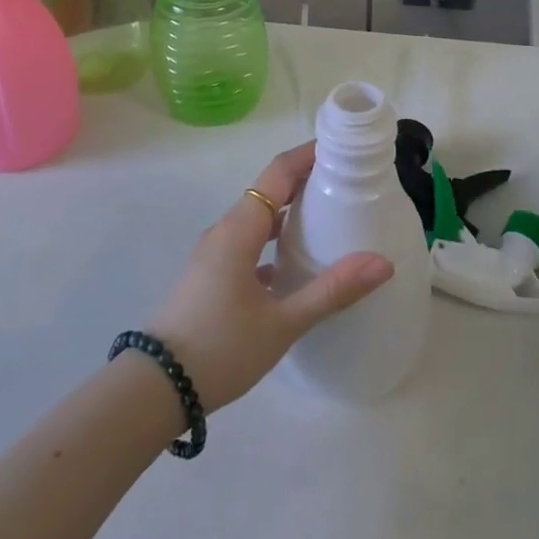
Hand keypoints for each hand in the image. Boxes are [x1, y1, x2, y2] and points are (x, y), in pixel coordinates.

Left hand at [147, 143, 393, 411]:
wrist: (155, 388)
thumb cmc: (220, 347)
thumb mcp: (282, 323)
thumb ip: (332, 290)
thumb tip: (382, 262)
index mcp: (240, 228)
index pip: (278, 172)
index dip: (308, 155)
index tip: (342, 150)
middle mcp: (225, 230)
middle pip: (268, 190)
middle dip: (305, 181)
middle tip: (347, 184)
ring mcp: (213, 253)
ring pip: (256, 218)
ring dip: (289, 212)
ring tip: (328, 219)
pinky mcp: (209, 275)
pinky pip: (247, 242)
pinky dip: (273, 240)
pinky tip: (294, 266)